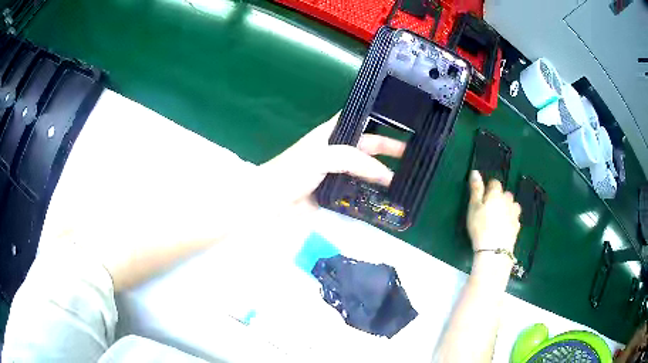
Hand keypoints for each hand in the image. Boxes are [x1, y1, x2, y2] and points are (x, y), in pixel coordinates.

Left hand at [257, 113, 405, 207]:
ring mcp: (337, 173)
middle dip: (389, 149)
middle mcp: (337, 151)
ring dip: (383, 174)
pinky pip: (359, 191)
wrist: (271, 203)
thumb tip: (386, 174)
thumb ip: (353, 159)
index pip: (359, 120)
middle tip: (413, 155)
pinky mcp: (336, 194)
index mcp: (331, 134)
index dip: (378, 118)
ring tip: (406, 179)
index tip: (402, 121)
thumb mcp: (322, 156)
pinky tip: (388, 198)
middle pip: (368, 146)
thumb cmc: (292, 172)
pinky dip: (372, 194)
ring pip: (365, 170)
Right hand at [467, 170, 520, 252]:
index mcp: (496, 194)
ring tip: (500, 217)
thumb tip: (475, 172)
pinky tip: (505, 227)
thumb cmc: (480, 226)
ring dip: (508, 208)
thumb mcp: (473, 207)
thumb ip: (476, 189)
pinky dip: (511, 219)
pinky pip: (515, 218)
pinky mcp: (517, 226)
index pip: (495, 183)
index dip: (489, 188)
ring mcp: (514, 214)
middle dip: (500, 198)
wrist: (494, 249)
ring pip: (513, 205)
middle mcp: (508, 201)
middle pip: (506, 194)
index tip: (483, 197)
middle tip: (490, 209)